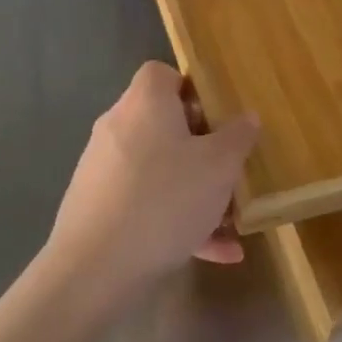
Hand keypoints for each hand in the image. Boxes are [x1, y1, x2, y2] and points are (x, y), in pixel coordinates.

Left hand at [45, 62, 258, 308]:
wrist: (95, 268)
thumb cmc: (164, 200)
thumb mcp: (218, 167)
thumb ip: (238, 137)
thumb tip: (246, 117)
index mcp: (144, 103)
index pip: (162, 74)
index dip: (193, 89)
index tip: (220, 119)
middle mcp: (118, 127)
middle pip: (164, 124)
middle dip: (203, 149)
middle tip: (231, 172)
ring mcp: (103, 168)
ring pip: (159, 170)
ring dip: (195, 192)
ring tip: (230, 223)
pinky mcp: (98, 206)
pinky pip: (145, 203)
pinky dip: (176, 220)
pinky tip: (214, 254)